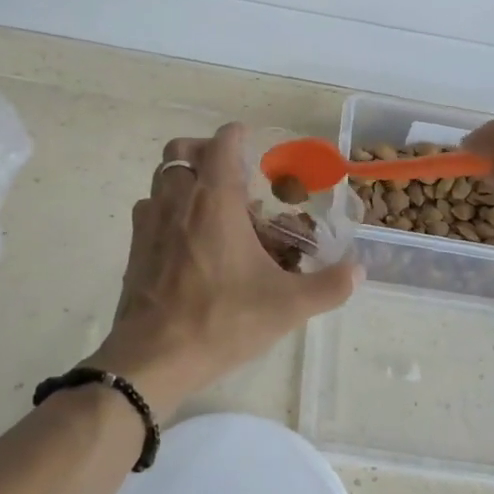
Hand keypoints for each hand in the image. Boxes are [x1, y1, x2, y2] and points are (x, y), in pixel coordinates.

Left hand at [87, 123, 361, 414]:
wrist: (152, 358)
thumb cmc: (221, 320)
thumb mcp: (286, 306)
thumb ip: (328, 286)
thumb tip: (359, 271)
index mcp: (215, 201)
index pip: (222, 144)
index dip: (237, 135)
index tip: (251, 142)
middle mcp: (178, 200)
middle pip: (181, 150)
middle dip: (204, 150)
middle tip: (229, 173)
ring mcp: (150, 222)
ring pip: (161, 178)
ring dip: (184, 179)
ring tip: (209, 204)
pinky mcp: (135, 248)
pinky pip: (149, 210)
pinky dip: (166, 209)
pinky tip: (185, 239)